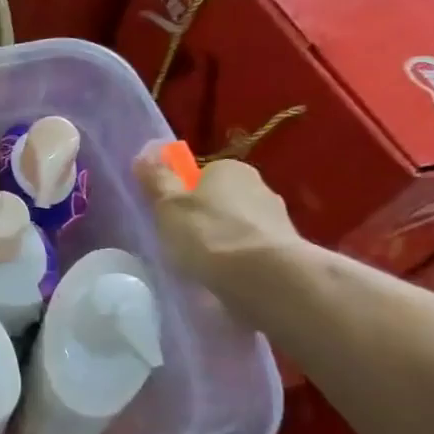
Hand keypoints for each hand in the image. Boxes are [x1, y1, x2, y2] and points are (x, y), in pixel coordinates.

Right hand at [132, 144, 302, 295]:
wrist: (267, 279)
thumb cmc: (208, 233)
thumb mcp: (168, 205)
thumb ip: (157, 179)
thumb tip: (146, 154)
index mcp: (229, 169)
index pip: (200, 174)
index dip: (180, 194)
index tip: (167, 216)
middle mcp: (259, 187)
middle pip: (220, 201)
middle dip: (203, 218)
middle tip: (180, 243)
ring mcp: (278, 220)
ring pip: (238, 228)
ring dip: (222, 242)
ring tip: (202, 267)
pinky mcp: (287, 252)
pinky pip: (252, 252)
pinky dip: (238, 262)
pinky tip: (225, 279)